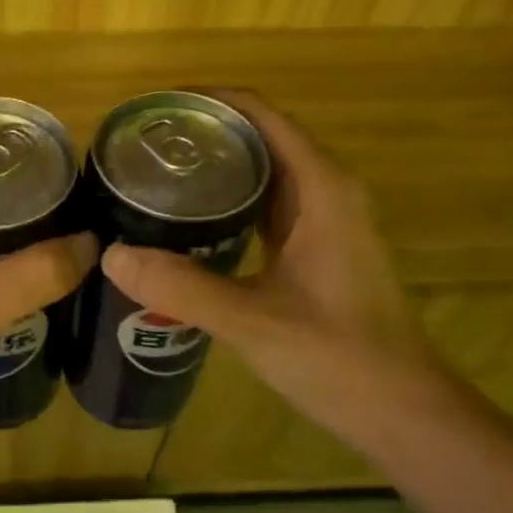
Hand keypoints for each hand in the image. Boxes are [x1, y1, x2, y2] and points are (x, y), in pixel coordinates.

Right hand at [100, 91, 450, 446]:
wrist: (402, 412)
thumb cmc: (340, 359)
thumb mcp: (253, 321)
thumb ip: (181, 287)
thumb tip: (109, 255)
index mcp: (321, 188)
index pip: (260, 114)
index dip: (208, 101)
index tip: (154, 109)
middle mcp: (326, 191)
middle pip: (259, 136)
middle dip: (202, 132)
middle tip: (138, 147)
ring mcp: (324, 220)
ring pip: (263, 172)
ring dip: (214, 166)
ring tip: (152, 174)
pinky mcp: (316, 248)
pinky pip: (265, 205)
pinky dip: (227, 201)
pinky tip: (187, 221)